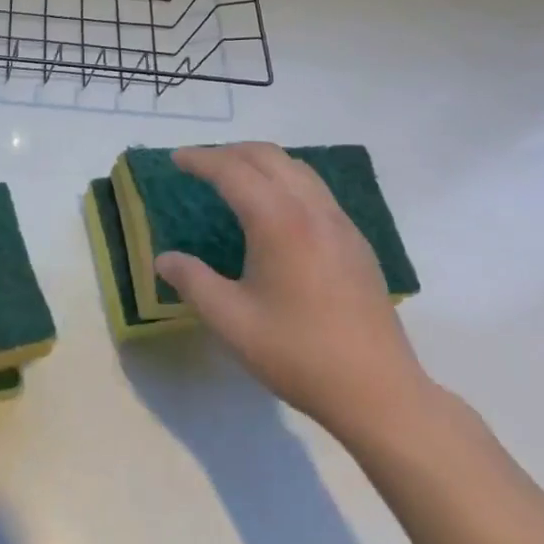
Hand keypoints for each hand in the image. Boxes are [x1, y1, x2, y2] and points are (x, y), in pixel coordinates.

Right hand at [154, 142, 435, 446]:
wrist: (379, 392)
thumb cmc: (298, 354)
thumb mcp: (231, 321)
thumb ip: (193, 282)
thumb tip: (164, 259)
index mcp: (278, 220)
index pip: (232, 171)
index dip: (200, 159)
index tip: (175, 159)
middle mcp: (311, 208)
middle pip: (267, 155)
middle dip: (229, 152)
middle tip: (200, 165)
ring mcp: (340, 222)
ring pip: (296, 167)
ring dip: (260, 162)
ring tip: (234, 179)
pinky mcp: (356, 240)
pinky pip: (315, 189)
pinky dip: (285, 179)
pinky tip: (275, 210)